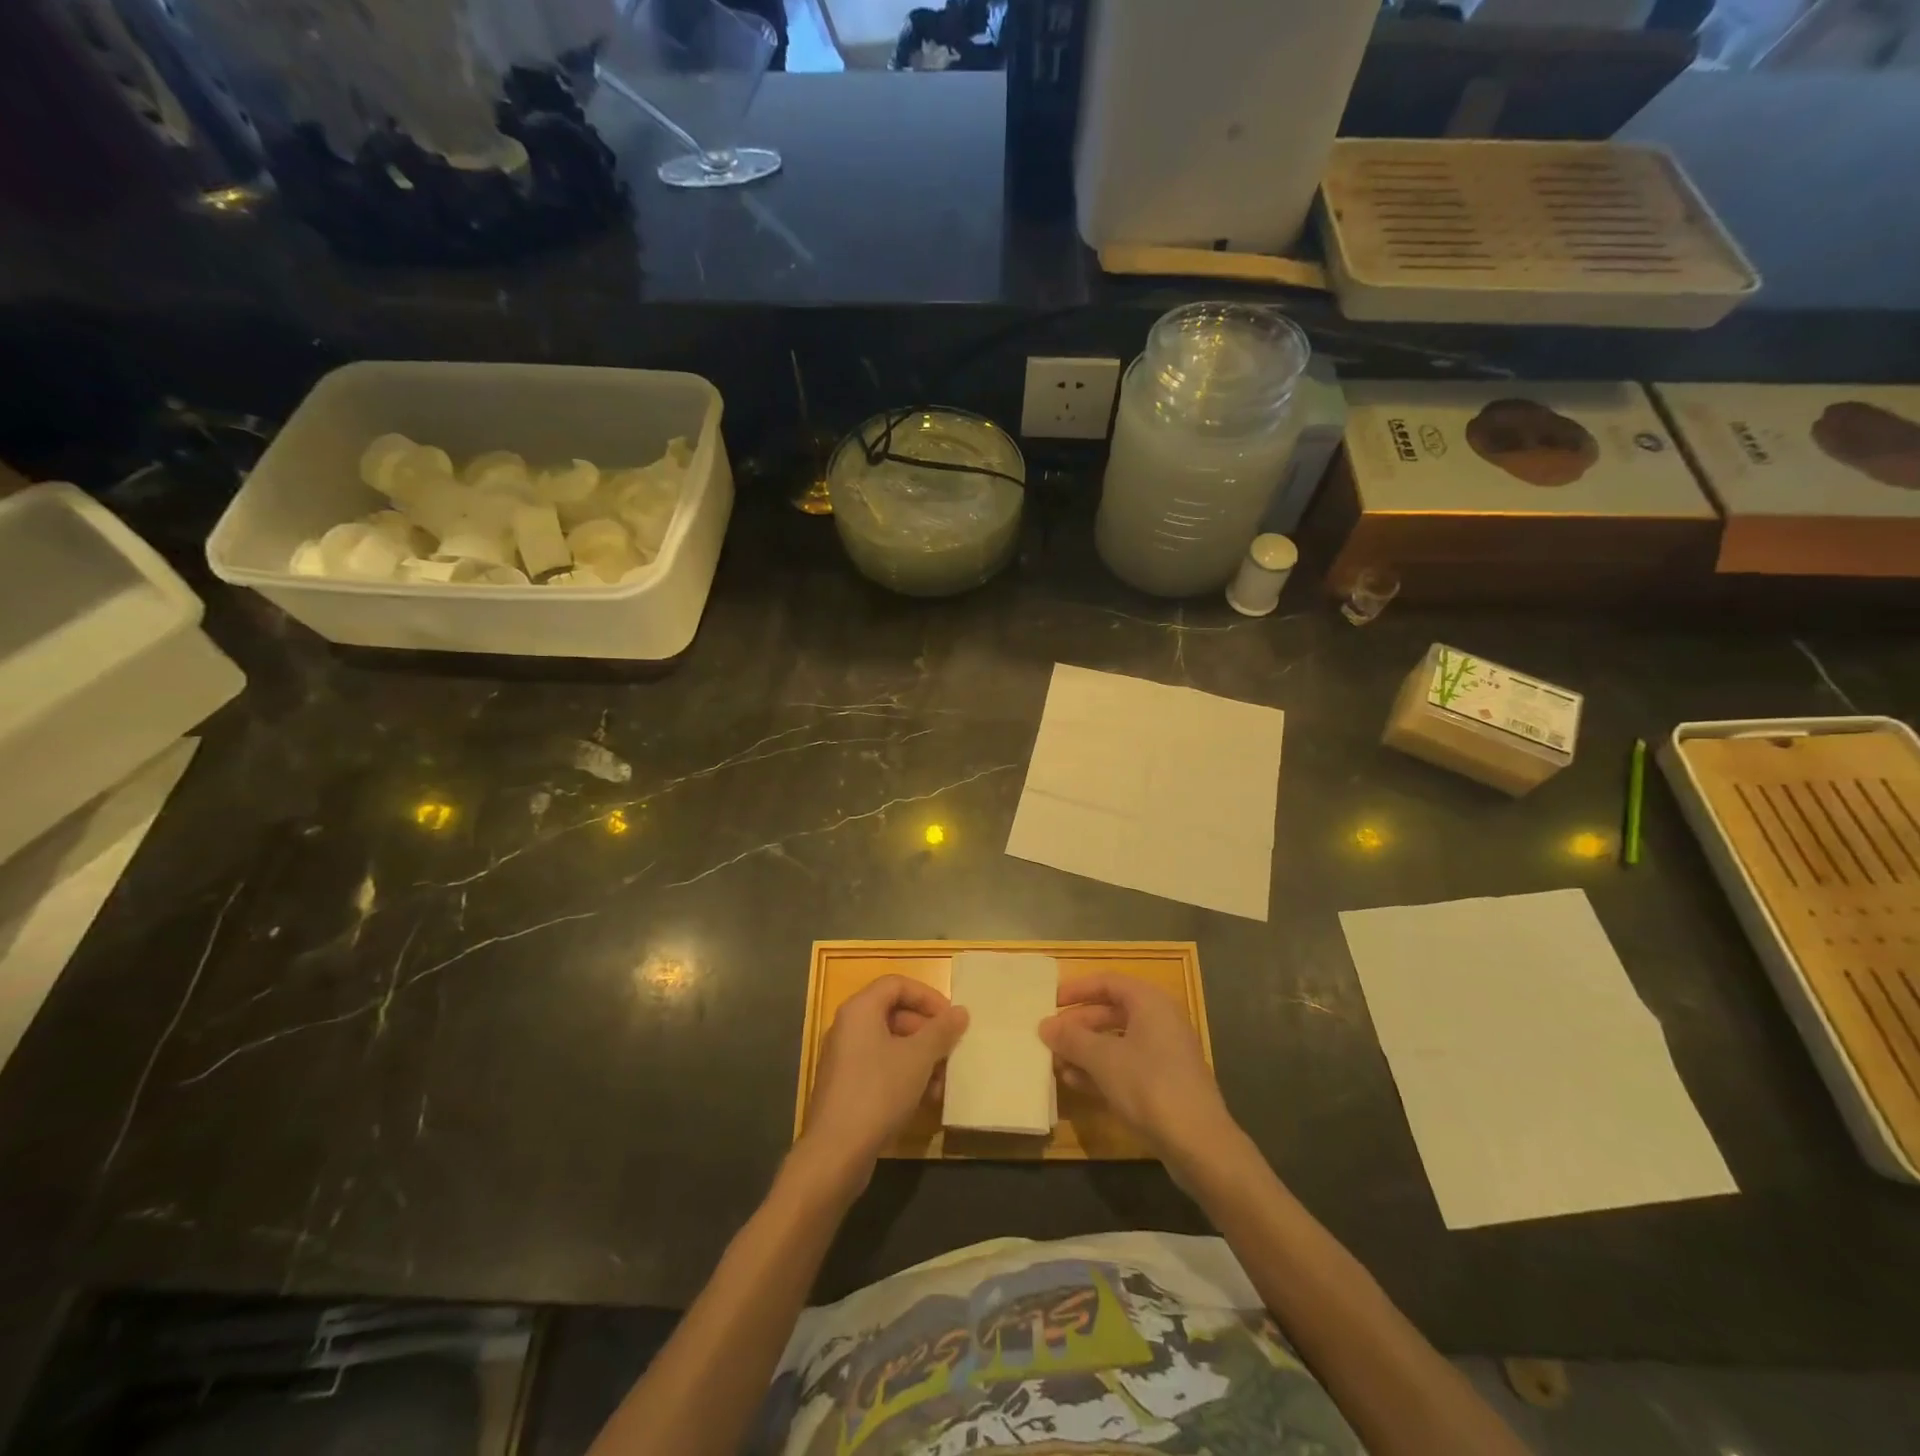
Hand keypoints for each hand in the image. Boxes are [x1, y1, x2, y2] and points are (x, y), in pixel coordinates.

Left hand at [800, 976, 967, 1177]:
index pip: (897, 984)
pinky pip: (880, 1068)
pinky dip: (905, 1076)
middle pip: (894, 1015)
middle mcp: (848, 1027)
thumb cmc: (879, 1092)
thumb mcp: (918, 1058)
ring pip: (890, 1045)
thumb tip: (960, 1012)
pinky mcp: (846, 1087)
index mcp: (860, 1010)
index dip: (927, 997)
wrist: (836, 1153)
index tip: (951, 1019)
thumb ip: (941, 1031)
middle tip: (951, 1052)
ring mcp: (844, 1058)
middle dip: (927, 1033)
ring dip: (920, 1059)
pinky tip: (926, 1100)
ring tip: (943, 1083)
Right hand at [1040, 973, 1241, 1175]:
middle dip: (1078, 1025)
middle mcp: (1160, 1021)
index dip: (1077, 989)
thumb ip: (1072, 1039)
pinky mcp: (1164, 1082)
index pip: (1108, 982)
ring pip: (1117, 1041)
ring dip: (1086, 1050)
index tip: (1051, 1002)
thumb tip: (1045, 1025)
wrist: (1199, 1144)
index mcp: (1150, 1002)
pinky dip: (1101, 1069)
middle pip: (1111, 1012)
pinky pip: (1126, 1065)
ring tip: (1056, 1062)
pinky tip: (1075, 1083)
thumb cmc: (1149, 1086)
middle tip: (1050, 1037)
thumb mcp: (1103, 1059)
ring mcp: (1164, 1053)